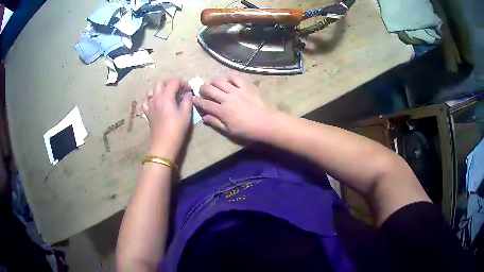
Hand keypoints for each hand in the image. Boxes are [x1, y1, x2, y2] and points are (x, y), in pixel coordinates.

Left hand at [142, 78, 191, 160]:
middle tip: (178, 91)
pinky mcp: (147, 113)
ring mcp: (149, 105)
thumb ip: (187, 101)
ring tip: (167, 95)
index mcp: (166, 97)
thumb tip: (188, 94)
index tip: (189, 90)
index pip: (174, 81)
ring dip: (160, 89)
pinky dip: (151, 98)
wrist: (164, 145)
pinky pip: (146, 101)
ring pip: (152, 90)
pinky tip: (156, 103)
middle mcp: (156, 98)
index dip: (183, 83)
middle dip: (171, 84)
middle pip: (161, 82)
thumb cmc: (176, 130)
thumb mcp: (186, 115)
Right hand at [193, 74, 273, 140]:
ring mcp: (236, 91)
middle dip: (202, 89)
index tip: (192, 98)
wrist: (266, 124)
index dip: (196, 100)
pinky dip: (230, 77)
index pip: (204, 103)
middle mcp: (226, 98)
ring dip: (213, 82)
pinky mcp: (246, 87)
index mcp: (222, 111)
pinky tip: (228, 80)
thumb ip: (215, 123)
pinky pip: (235, 77)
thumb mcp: (229, 132)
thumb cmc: (247, 131)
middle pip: (209, 89)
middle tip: (202, 91)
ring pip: (220, 81)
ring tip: (214, 85)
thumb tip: (204, 117)